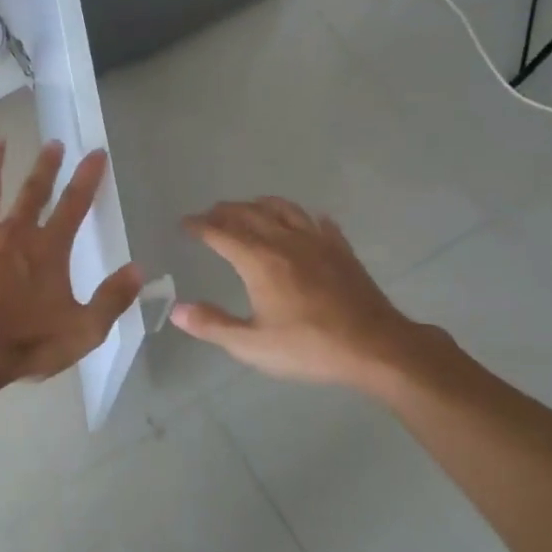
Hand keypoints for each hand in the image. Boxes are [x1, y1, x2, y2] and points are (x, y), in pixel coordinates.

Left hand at [0, 140, 142, 385]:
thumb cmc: (27, 342)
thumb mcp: (84, 330)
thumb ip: (112, 298)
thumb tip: (138, 270)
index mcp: (48, 249)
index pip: (74, 205)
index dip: (87, 177)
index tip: (96, 152)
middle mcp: (13, 234)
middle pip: (32, 192)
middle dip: (45, 166)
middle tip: (52, 142)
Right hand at [172, 198, 433, 390]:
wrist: (375, 346)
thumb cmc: (309, 347)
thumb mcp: (252, 345)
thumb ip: (213, 325)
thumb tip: (176, 310)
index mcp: (259, 261)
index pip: (220, 233)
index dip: (199, 226)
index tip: (184, 224)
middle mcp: (284, 241)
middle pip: (249, 214)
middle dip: (225, 211)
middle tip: (210, 214)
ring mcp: (317, 242)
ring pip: (283, 209)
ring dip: (260, 205)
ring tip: (249, 208)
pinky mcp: (341, 250)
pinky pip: (318, 222)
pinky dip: (302, 217)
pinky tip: (304, 222)